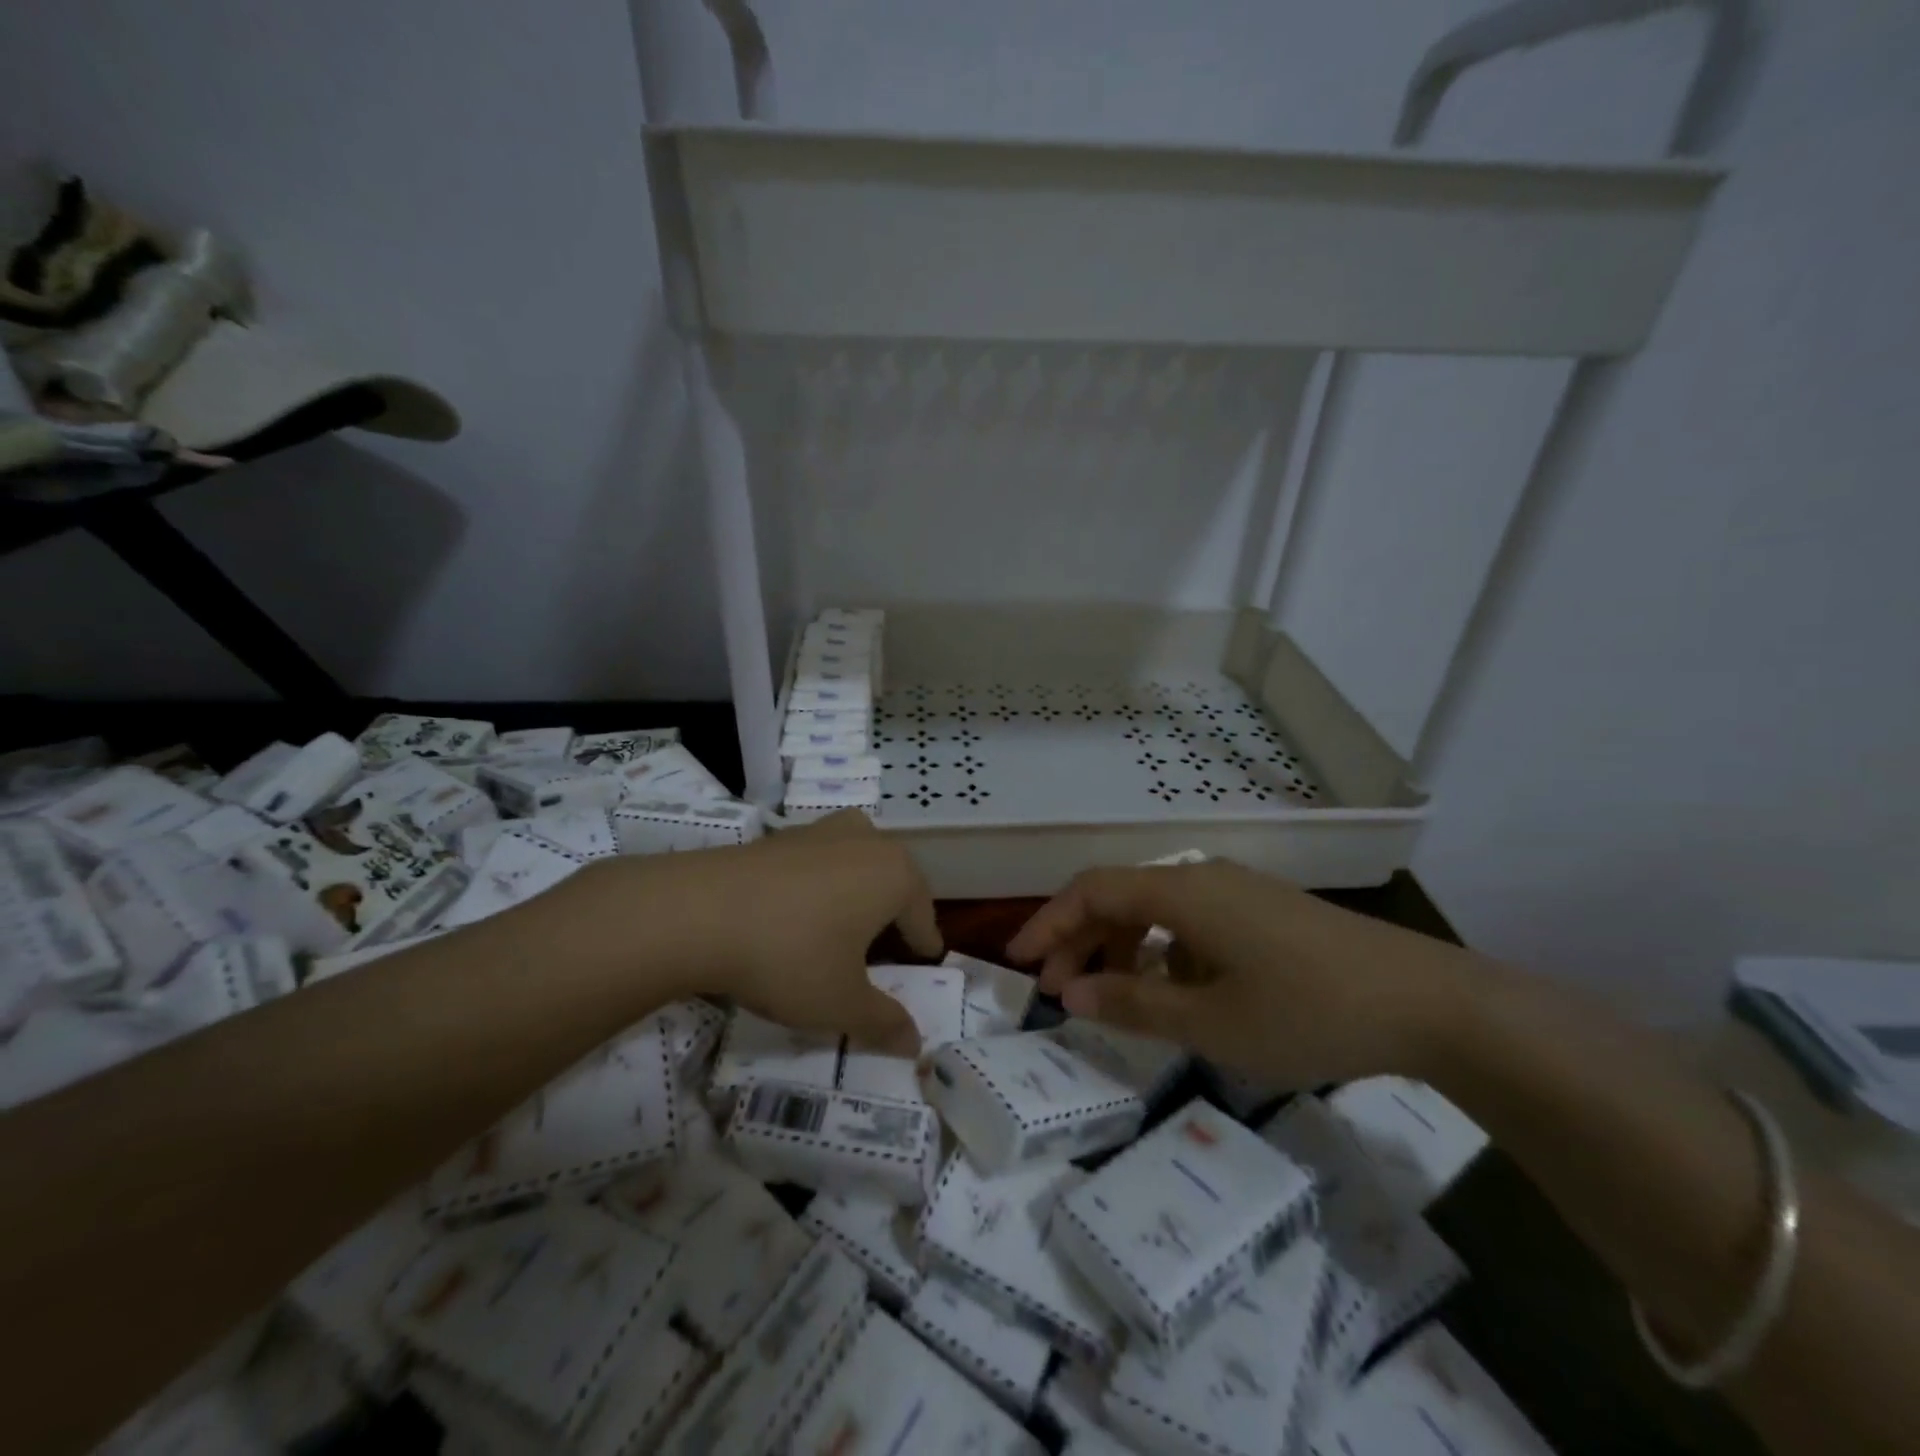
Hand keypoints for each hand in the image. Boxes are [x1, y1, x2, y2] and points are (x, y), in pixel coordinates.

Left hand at [555, 811, 941, 1054]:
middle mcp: (866, 841)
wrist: (696, 912)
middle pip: (893, 882)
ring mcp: (821, 831)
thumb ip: (884, 1022)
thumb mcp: (841, 1003)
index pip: (923, 914)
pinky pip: (819, 862)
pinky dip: (821, 886)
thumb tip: (915, 1044)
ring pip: (857, 865)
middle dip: (893, 916)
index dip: (923, 944)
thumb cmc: (789, 956)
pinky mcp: (781, 835)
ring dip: (858, 894)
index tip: (925, 961)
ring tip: (844, 928)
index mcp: (895, 874)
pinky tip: (798, 914)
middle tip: (885, 951)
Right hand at [1006, 860, 1474, 1088]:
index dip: (1048, 923)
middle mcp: (1203, 879)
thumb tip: (1069, 995)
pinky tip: (1173, 995)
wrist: (1429, 1003)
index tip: (1018, 963)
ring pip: (1155, 911)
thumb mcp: (1211, 1022)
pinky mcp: (1263, 914)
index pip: (1091, 891)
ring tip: (1110, 1001)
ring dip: (1121, 950)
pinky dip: (1162, 954)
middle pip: (1120, 897)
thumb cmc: (1308, 1010)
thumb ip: (1132, 1005)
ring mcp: (1237, 894)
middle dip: (1079, 942)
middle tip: (1057, 993)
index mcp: (1181, 892)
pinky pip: (1191, 924)